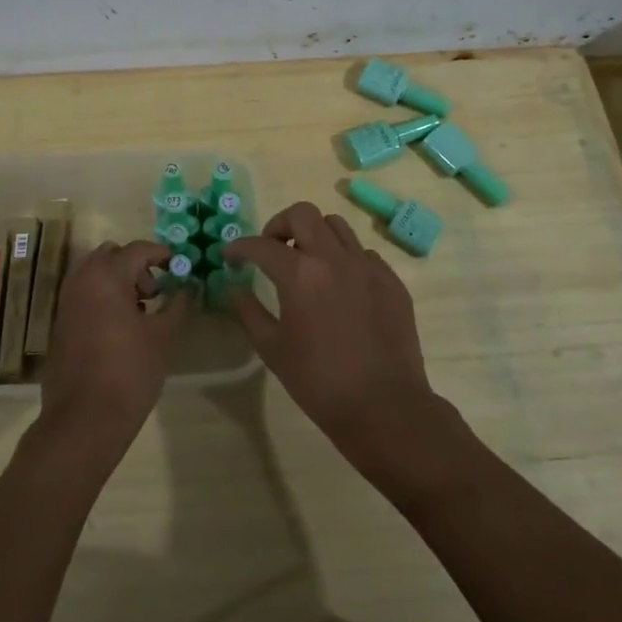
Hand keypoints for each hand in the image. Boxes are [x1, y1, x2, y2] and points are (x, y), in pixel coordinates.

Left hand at [38, 240, 184, 454]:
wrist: (84, 420)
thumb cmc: (130, 372)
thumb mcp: (163, 336)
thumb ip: (178, 304)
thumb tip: (189, 286)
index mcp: (106, 276)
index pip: (138, 249)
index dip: (162, 254)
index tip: (180, 267)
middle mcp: (82, 280)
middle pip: (111, 254)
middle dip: (136, 264)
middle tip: (156, 290)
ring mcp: (67, 301)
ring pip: (94, 272)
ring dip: (118, 279)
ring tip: (140, 310)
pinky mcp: (61, 322)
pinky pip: (84, 292)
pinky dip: (103, 295)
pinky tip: (121, 326)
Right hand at [224, 203, 443, 471]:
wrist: (384, 408)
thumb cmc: (319, 382)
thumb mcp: (273, 350)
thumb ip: (249, 311)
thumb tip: (236, 287)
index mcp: (300, 274)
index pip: (262, 245)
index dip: (240, 247)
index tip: (230, 255)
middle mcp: (334, 258)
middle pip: (303, 214)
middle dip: (279, 225)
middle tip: (271, 250)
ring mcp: (367, 266)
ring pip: (336, 226)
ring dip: (314, 235)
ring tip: (307, 262)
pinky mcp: (391, 280)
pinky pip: (362, 253)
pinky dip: (344, 258)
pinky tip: (340, 286)